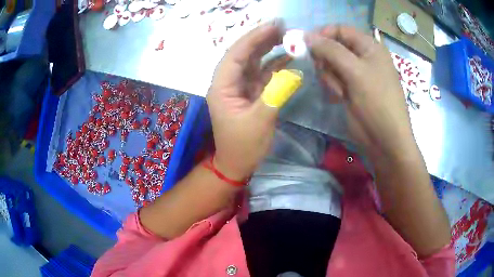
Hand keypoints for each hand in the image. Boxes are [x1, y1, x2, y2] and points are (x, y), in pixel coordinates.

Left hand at [207, 21, 290, 179]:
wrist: (237, 164)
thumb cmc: (243, 146)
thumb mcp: (260, 121)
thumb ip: (275, 94)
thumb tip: (292, 71)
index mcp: (222, 87)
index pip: (236, 54)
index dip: (254, 38)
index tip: (273, 26)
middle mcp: (229, 82)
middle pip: (244, 54)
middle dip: (262, 39)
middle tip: (283, 27)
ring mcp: (240, 87)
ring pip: (253, 62)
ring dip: (269, 49)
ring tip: (287, 37)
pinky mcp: (251, 93)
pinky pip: (262, 74)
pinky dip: (275, 66)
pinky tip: (288, 58)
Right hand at [305, 26, 415, 158]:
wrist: (385, 140)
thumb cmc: (376, 102)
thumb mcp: (355, 71)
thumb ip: (330, 50)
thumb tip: (306, 36)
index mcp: (369, 46)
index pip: (340, 30)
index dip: (322, 34)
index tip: (305, 45)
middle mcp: (363, 56)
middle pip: (333, 46)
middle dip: (326, 59)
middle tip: (327, 72)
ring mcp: (357, 73)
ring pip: (330, 64)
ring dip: (330, 76)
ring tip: (340, 91)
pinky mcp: (351, 88)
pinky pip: (333, 79)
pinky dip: (333, 86)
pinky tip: (339, 97)